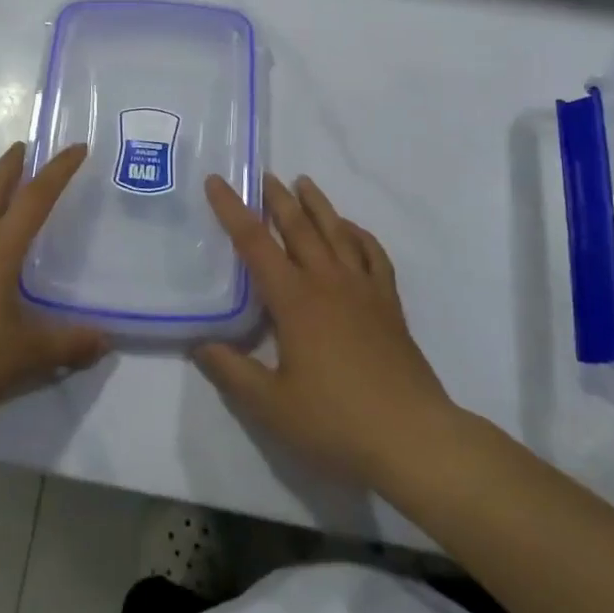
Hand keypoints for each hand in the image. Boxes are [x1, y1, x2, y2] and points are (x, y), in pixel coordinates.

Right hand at [195, 174, 458, 490]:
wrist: (413, 437)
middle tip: (263, 175)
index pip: (254, 243)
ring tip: (304, 182)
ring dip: (318, 205)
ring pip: (336, 232)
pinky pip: (373, 255)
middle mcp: (327, 282)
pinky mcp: (388, 303)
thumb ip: (232, 372)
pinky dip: (360, 235)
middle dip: (277, 198)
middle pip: (298, 227)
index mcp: (294, 299)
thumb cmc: (336, 421)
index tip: (217, 180)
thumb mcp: (272, 406)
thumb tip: (200, 344)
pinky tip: (352, 230)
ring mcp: (362, 289)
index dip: (232, 210)